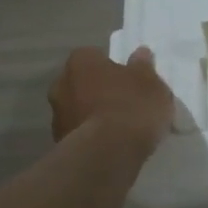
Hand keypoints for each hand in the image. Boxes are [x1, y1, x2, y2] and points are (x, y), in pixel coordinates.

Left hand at [49, 47, 174, 149]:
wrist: (108, 154)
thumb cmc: (131, 107)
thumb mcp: (150, 83)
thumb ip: (144, 67)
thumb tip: (140, 54)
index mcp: (81, 62)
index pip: (95, 56)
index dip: (112, 67)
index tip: (129, 80)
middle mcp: (61, 84)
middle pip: (83, 83)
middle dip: (100, 91)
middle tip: (125, 103)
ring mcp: (57, 116)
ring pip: (79, 109)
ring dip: (94, 115)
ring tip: (121, 129)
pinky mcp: (59, 144)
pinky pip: (80, 133)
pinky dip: (92, 136)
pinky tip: (112, 146)